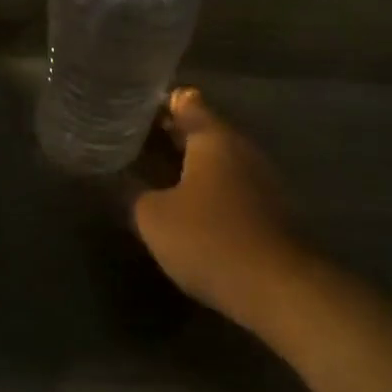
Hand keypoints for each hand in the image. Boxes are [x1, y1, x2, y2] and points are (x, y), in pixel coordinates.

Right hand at [131, 88, 311, 325]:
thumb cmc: (208, 239)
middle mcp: (241, 149)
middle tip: (132, 141)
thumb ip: (131, 192)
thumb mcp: (153, 217)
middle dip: (169, 134)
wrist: (276, 288)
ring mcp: (260, 179)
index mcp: (214, 138)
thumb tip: (114, 177)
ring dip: (188, 163)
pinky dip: (205, 187)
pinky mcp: (267, 209)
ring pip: (216, 159)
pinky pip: (228, 185)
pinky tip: (183, 203)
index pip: (185, 103)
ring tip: (152, 172)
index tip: (130, 110)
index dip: (157, 103)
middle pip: (202, 130)